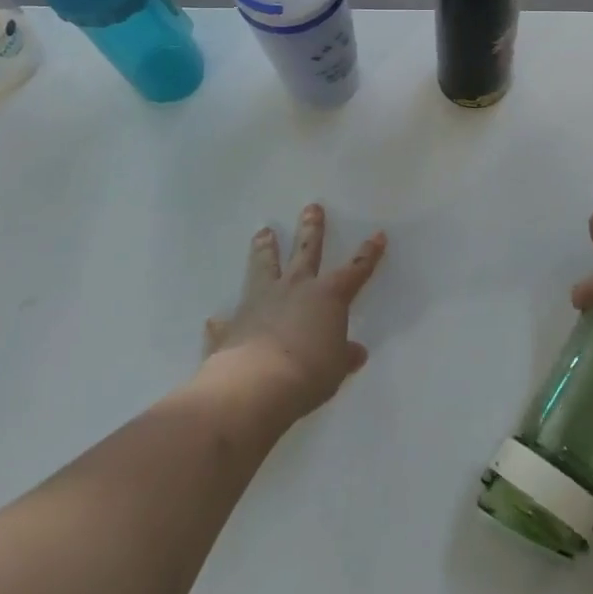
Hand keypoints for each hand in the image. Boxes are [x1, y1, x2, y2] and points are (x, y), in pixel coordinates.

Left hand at [200, 204, 385, 424]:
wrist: (255, 386)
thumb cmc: (309, 373)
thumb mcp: (336, 369)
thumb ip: (344, 356)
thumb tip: (356, 353)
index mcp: (328, 296)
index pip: (355, 270)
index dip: (368, 254)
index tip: (377, 235)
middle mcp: (295, 289)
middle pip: (306, 252)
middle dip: (311, 229)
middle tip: (311, 207)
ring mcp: (261, 302)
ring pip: (264, 267)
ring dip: (264, 250)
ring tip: (263, 232)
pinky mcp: (233, 325)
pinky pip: (227, 320)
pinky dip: (223, 320)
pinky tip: (214, 319)